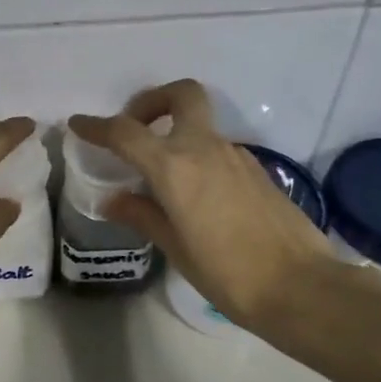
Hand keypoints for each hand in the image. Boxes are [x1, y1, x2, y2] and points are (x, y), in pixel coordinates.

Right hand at [69, 79, 334, 336]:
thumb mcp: (175, 247)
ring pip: (200, 124)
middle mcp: (205, 148)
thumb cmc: (228, 273)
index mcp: (175, 167)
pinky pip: (217, 149)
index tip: (78, 125)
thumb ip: (142, 215)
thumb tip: (114, 199)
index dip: (97, 126)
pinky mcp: (257, 170)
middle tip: (136, 128)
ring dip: (175, 133)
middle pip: (181, 94)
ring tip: (160, 174)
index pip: (126, 132)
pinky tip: (194, 194)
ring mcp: (236, 155)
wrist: (302, 287)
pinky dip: (197, 155)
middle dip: (153, 100)